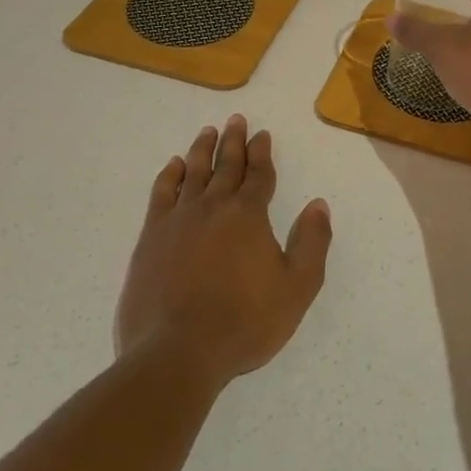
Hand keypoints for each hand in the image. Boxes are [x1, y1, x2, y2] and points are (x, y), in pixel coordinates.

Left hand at [117, 116, 331, 386]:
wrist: (178, 351)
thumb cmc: (244, 322)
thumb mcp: (297, 288)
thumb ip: (312, 243)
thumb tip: (318, 205)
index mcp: (248, 216)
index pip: (259, 175)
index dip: (262, 153)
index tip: (262, 134)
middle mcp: (213, 207)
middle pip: (225, 165)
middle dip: (234, 141)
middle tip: (236, 119)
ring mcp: (178, 220)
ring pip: (193, 173)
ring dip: (202, 150)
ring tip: (207, 132)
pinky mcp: (151, 237)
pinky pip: (161, 194)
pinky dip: (169, 176)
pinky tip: (174, 166)